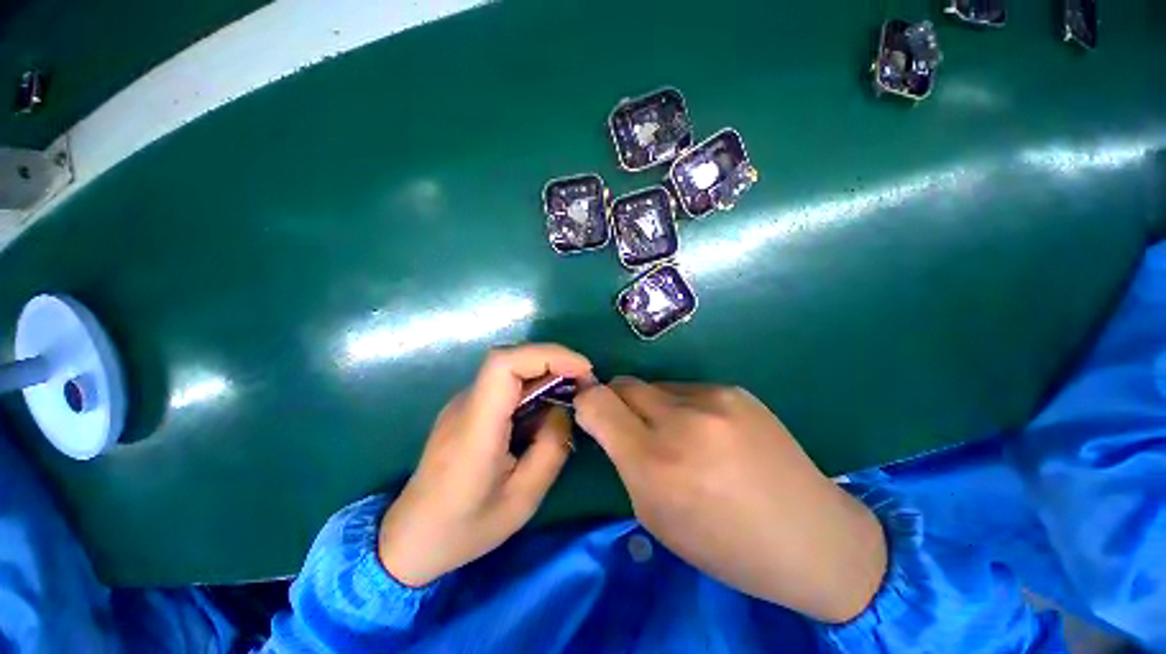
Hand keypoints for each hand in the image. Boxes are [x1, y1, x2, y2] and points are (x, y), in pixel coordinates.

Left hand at [378, 344, 591, 586]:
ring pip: (510, 369)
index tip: (582, 369)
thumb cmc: (465, 527)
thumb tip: (564, 410)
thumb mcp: (523, 499)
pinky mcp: (467, 409)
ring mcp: (464, 403)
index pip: (504, 364)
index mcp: (475, 427)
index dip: (547, 355)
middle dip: (554, 362)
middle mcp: (466, 404)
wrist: (410, 538)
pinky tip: (546, 410)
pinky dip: (533, 387)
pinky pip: (505, 385)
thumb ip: (551, 448)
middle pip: (511, 359)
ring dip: (546, 374)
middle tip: (584, 383)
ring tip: (572, 396)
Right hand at [574, 378, 886, 622]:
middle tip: (630, 426)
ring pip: (655, 386)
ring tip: (678, 435)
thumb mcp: (656, 517)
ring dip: (652, 406)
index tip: (590, 415)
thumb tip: (608, 423)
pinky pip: (686, 389)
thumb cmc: (726, 545)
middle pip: (623, 384)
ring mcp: (713, 399)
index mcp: (656, 462)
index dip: (585, 403)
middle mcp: (682, 421)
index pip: (596, 403)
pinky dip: (682, 406)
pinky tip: (708, 432)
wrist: (812, 537)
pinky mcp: (735, 390)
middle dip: (616, 402)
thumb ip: (625, 462)